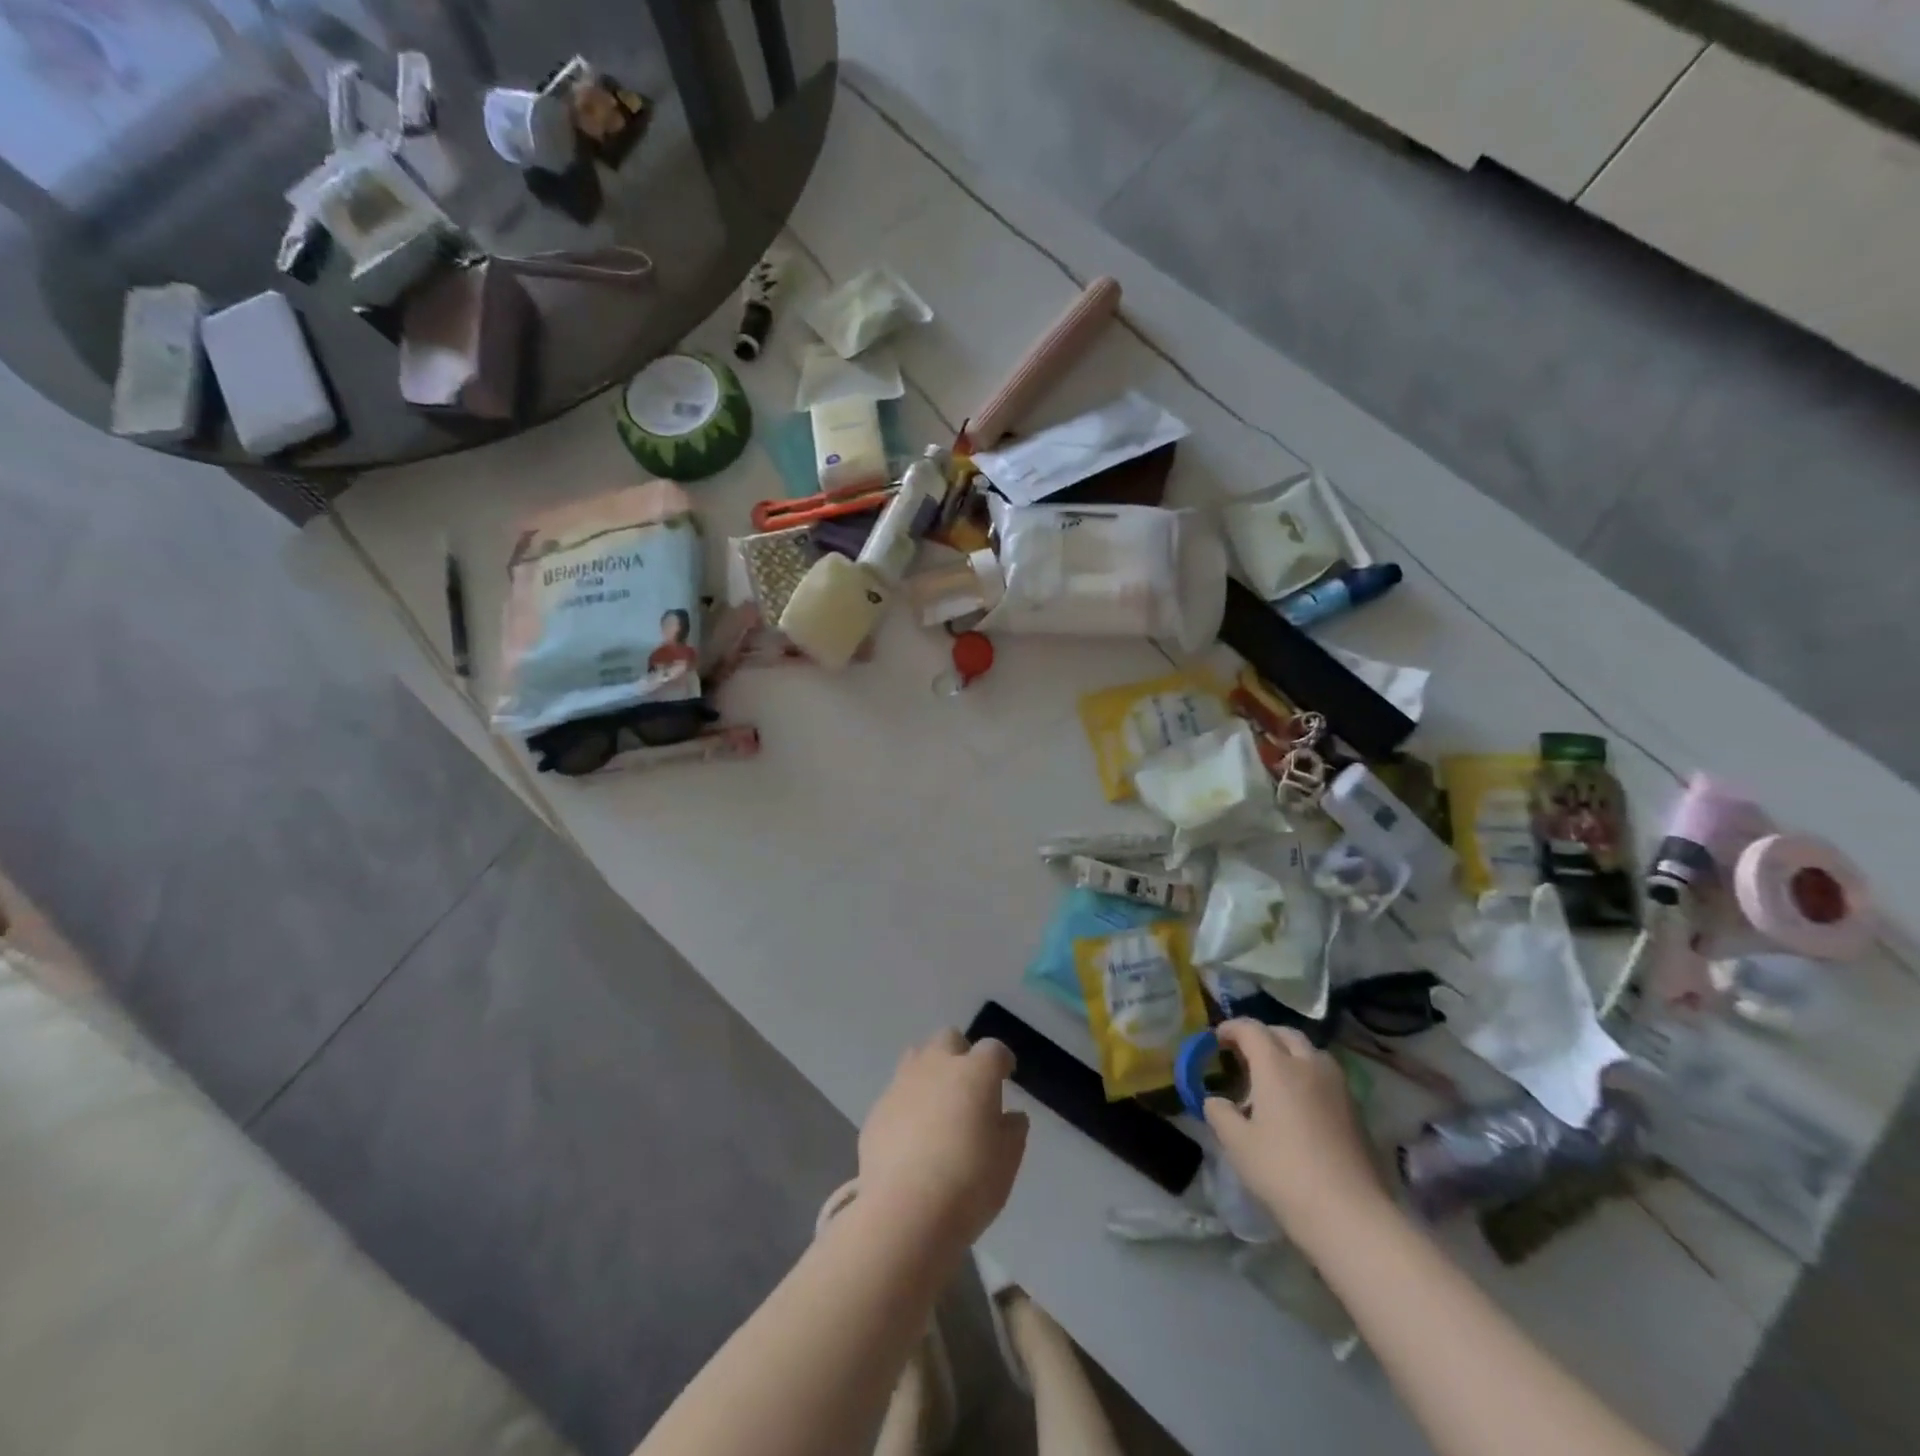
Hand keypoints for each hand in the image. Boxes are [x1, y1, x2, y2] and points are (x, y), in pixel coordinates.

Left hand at [858, 1030, 1028, 1252]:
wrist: (905, 1211)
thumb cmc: (969, 1183)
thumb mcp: (1007, 1161)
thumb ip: (1012, 1131)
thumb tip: (1009, 1116)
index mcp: (974, 1073)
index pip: (993, 1049)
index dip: (1001, 1061)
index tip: (1006, 1075)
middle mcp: (936, 1066)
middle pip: (949, 1039)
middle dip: (960, 1053)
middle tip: (968, 1085)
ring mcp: (902, 1084)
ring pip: (917, 1057)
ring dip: (930, 1071)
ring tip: (937, 1104)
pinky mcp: (877, 1109)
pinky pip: (896, 1093)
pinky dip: (907, 1104)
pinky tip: (911, 1135)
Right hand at [1204, 1021, 1389, 1247]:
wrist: (1349, 1214)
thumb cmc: (1284, 1172)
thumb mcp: (1237, 1144)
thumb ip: (1220, 1114)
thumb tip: (1215, 1101)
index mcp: (1276, 1065)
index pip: (1251, 1029)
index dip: (1231, 1028)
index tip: (1216, 1038)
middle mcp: (1309, 1065)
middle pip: (1284, 1033)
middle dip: (1261, 1036)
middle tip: (1244, 1053)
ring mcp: (1337, 1086)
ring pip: (1310, 1052)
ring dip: (1288, 1053)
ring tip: (1273, 1076)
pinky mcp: (1354, 1109)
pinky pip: (1325, 1075)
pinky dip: (1307, 1074)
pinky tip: (1298, 1102)